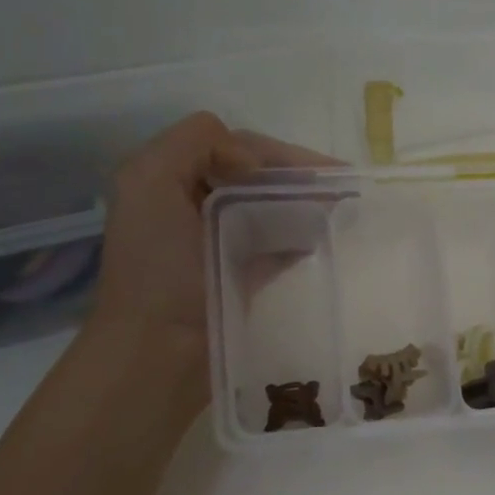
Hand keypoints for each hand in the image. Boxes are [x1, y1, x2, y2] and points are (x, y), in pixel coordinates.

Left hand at [88, 111, 337, 355]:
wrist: (159, 350)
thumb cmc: (157, 268)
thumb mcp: (149, 182)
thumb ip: (193, 144)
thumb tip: (255, 166)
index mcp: (169, 179)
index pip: (233, 147)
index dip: (275, 153)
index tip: (319, 171)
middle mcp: (192, 204)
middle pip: (256, 175)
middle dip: (297, 176)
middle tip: (344, 186)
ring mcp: (219, 241)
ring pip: (270, 205)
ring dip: (304, 202)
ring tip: (343, 208)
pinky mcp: (242, 274)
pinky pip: (278, 242)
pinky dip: (301, 234)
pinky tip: (327, 234)